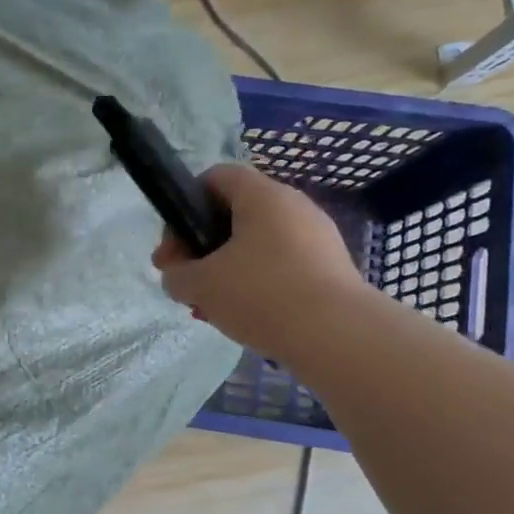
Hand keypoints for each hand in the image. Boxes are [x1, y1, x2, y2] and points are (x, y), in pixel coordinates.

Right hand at [153, 164, 367, 356]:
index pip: (216, 177)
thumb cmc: (262, 294)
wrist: (338, 336)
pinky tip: (244, 318)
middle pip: (234, 216)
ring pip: (255, 246)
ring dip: (225, 272)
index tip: (174, 248)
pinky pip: (280, 267)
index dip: (185, 206)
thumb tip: (179, 276)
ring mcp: (316, 238)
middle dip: (202, 249)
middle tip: (185, 283)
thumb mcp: (200, 285)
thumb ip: (176, 275)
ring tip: (211, 308)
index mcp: (262, 195)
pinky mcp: (329, 269)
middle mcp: (293, 206)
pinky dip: (255, 286)